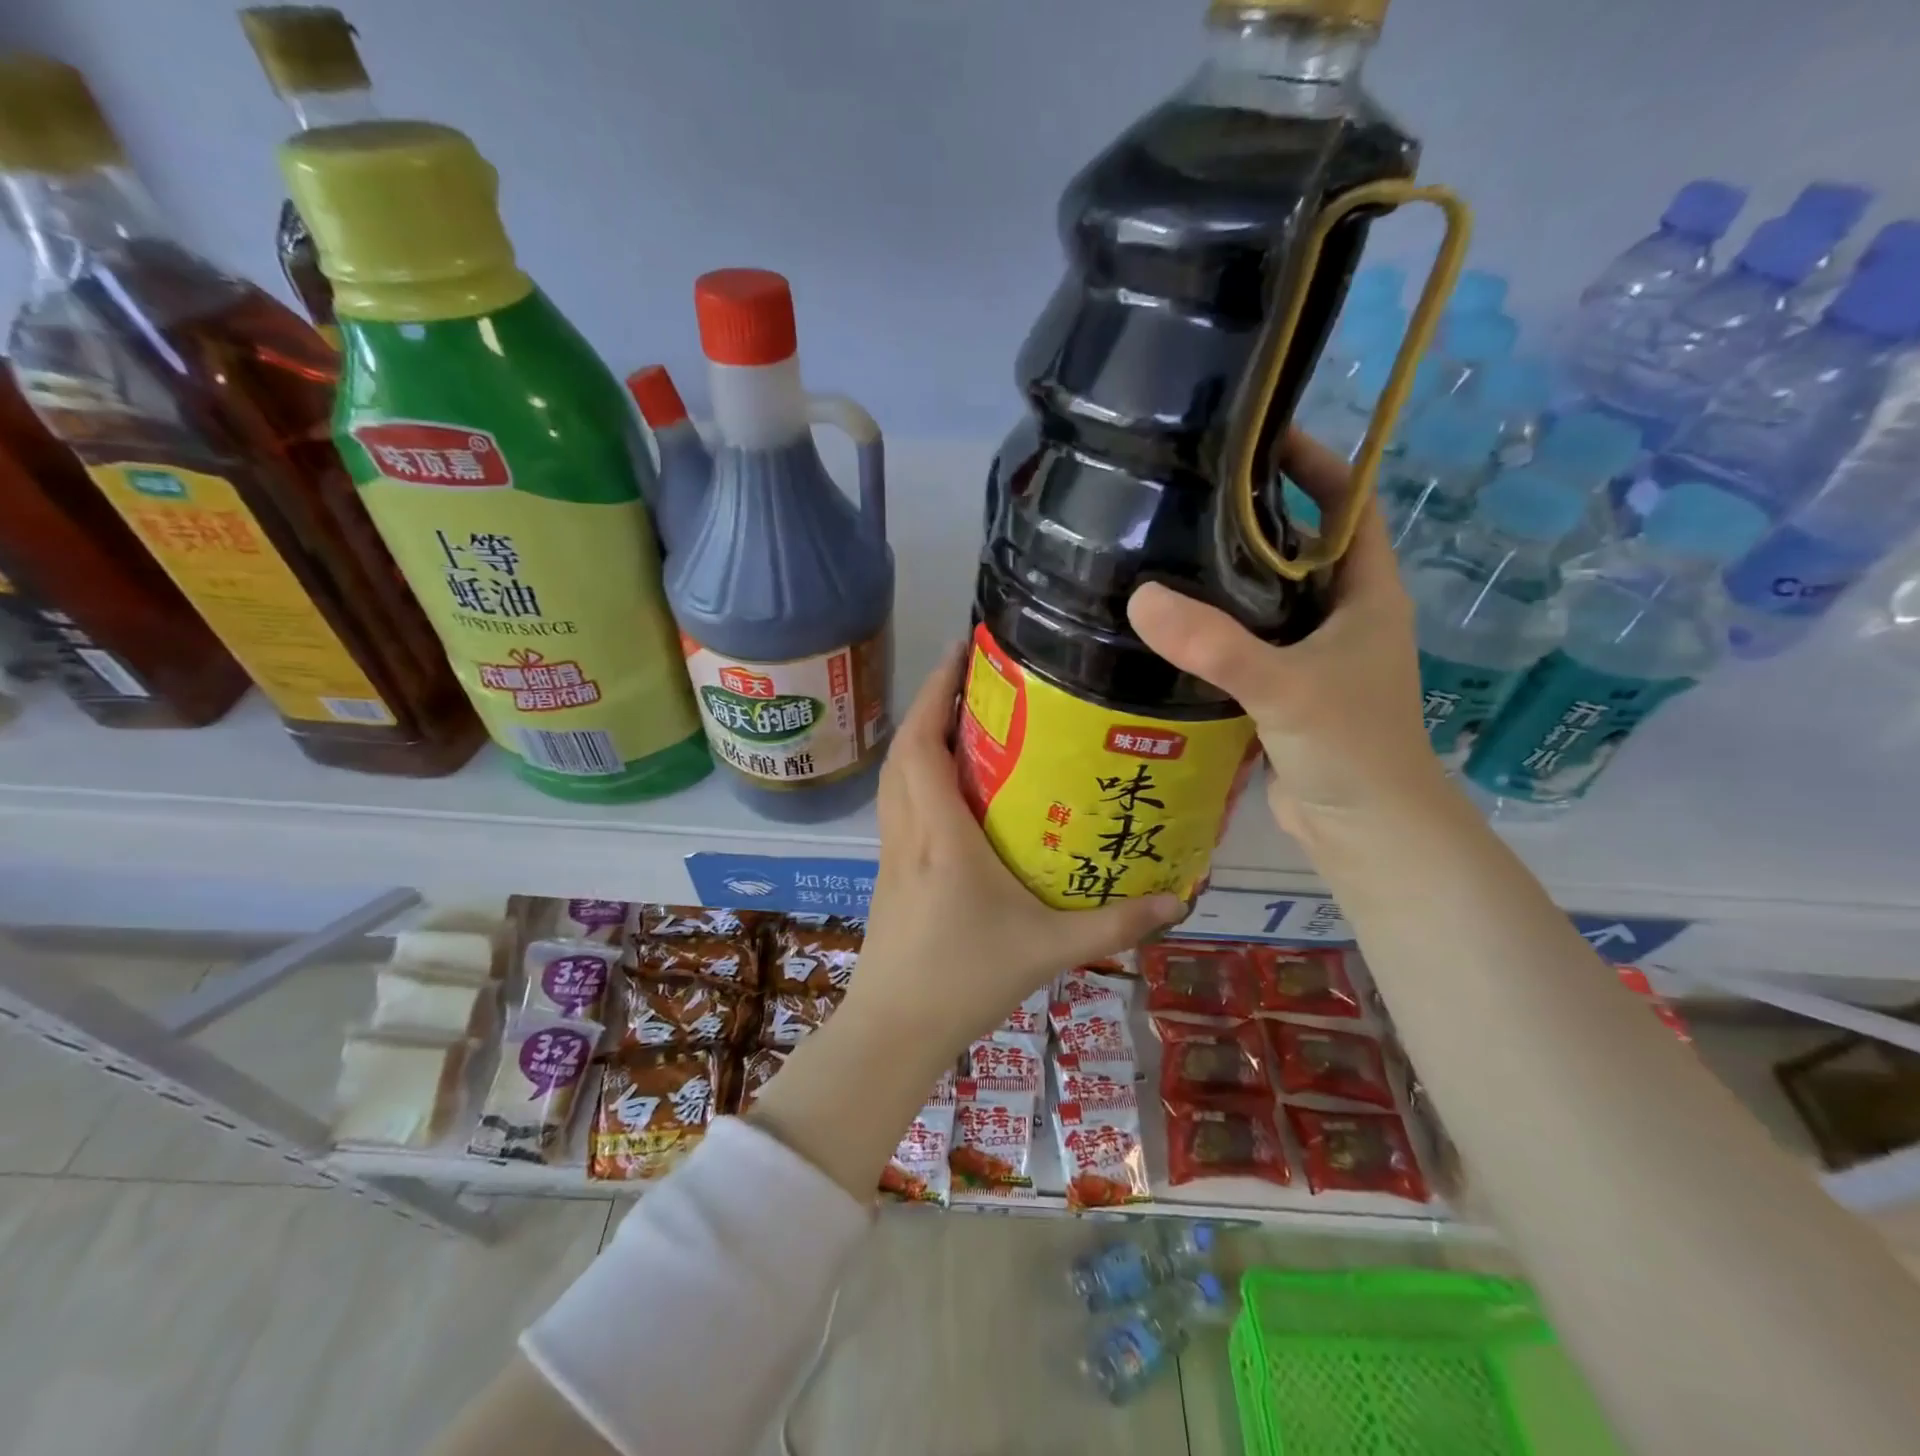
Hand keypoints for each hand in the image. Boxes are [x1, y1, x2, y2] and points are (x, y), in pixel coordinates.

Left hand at [844, 646, 1182, 1068]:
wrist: (894, 1030)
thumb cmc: (965, 981)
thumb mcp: (1049, 950)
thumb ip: (1115, 924)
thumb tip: (1178, 898)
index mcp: (940, 833)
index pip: (923, 743)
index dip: (937, 691)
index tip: (963, 650)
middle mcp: (908, 830)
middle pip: (904, 748)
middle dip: (933, 703)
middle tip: (977, 681)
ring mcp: (892, 851)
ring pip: (894, 775)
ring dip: (921, 738)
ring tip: (966, 722)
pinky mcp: (890, 871)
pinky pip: (897, 803)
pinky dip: (916, 775)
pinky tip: (952, 789)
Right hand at [1126, 428, 1444, 840]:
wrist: (1364, 830)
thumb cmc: (1350, 748)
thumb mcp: (1285, 688)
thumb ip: (1216, 646)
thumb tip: (1139, 597)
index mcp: (1368, 594)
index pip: (1349, 506)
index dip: (1315, 465)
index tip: (1257, 438)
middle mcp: (1344, 616)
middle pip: (1301, 547)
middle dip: (1255, 517)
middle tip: (1190, 493)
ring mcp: (1315, 655)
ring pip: (1270, 598)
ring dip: (1229, 576)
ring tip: (1167, 548)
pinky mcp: (1285, 690)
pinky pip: (1249, 642)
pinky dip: (1217, 628)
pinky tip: (1170, 624)